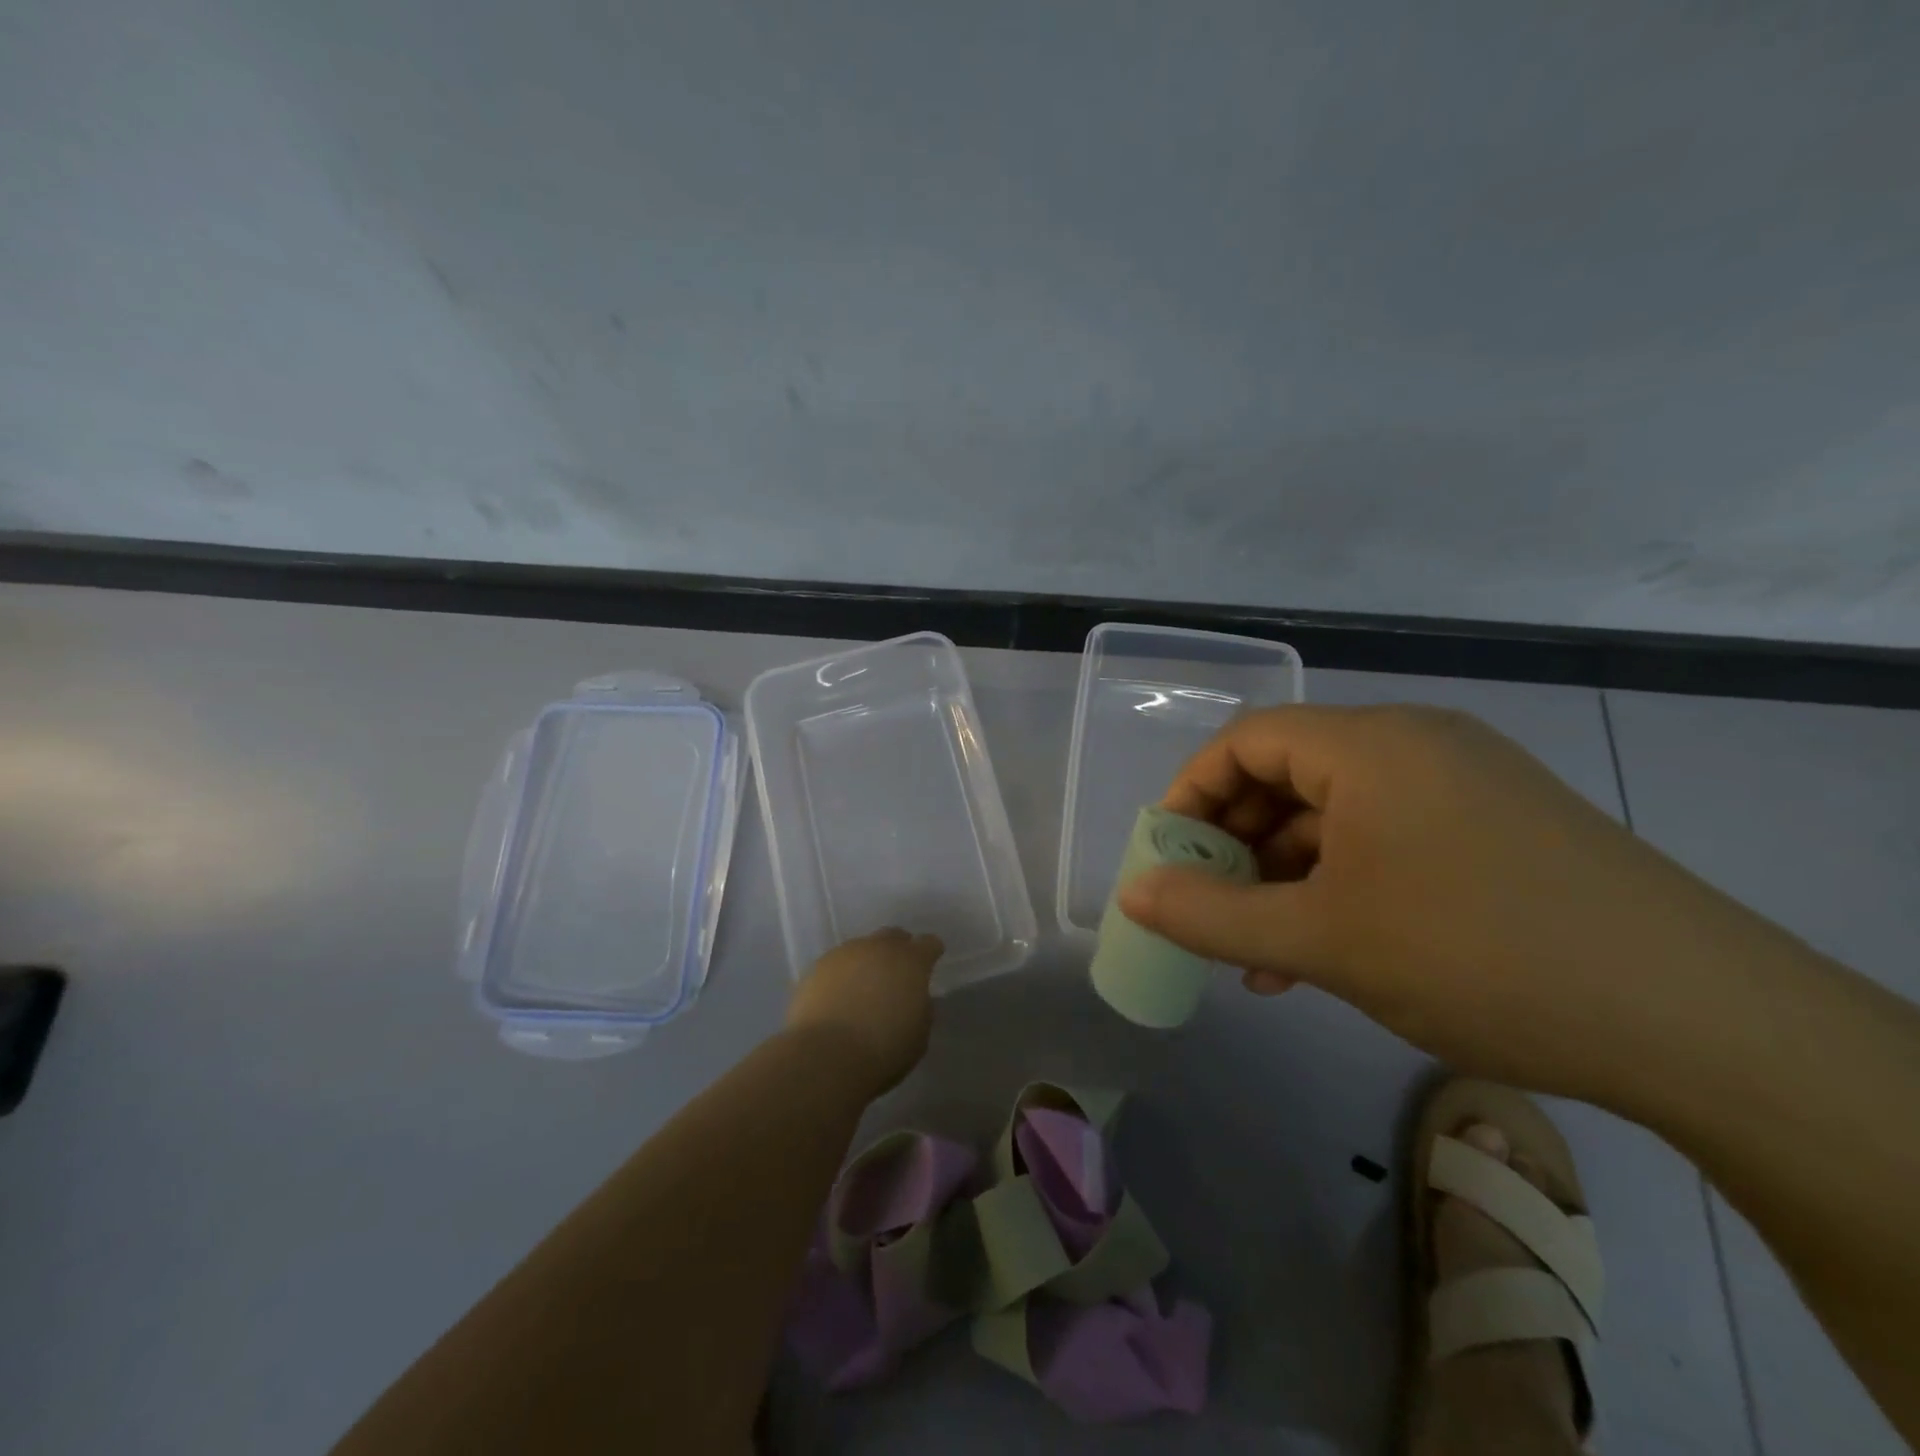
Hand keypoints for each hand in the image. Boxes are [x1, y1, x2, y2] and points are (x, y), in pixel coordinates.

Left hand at [785, 929, 943, 1093]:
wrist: (825, 1056)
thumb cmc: (883, 1050)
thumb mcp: (919, 1035)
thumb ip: (920, 1008)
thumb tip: (914, 998)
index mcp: (911, 962)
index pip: (929, 944)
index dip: (931, 952)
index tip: (931, 962)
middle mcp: (879, 948)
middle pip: (893, 936)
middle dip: (898, 950)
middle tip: (897, 973)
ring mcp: (845, 954)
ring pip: (862, 948)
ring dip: (867, 963)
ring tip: (863, 988)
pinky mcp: (817, 967)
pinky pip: (837, 964)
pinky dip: (842, 976)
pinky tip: (838, 997)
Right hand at [1118, 704, 1769, 1103]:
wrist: (1703, 1025)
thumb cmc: (1479, 956)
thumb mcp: (1323, 940)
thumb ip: (1212, 915)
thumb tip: (1132, 893)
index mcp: (1370, 745)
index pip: (1246, 742)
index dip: (1192, 795)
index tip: (1168, 859)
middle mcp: (1415, 746)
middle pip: (1288, 776)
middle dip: (1236, 845)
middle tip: (1208, 908)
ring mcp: (1463, 786)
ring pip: (1337, 817)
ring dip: (1285, 877)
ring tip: (1258, 951)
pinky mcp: (1498, 830)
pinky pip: (1387, 841)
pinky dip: (1341, 886)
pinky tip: (1323, 951)